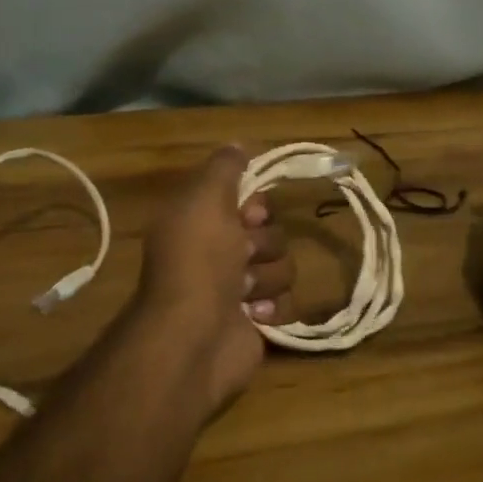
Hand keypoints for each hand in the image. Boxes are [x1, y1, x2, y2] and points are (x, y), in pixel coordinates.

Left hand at [128, 146, 292, 413]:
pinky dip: (273, 308)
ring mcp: (238, 292)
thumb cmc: (199, 260)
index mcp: (202, 223)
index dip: (255, 205)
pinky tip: (253, 316)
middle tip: (243, 255)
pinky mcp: (256, 324)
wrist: (195, 336)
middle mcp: (218, 254)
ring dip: (267, 277)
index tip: (250, 213)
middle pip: (270, 232)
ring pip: (282, 267)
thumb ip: (224, 167)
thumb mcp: (205, 198)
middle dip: (263, 243)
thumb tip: (238, 144)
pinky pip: (286, 303)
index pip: (247, 200)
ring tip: (243, 292)